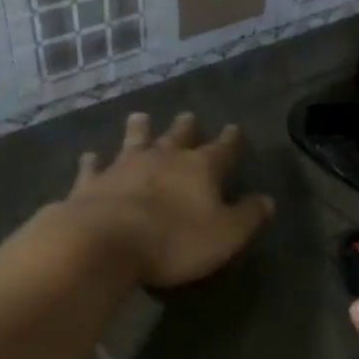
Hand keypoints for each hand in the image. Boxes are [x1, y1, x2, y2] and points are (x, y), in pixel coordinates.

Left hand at [67, 111, 275, 288]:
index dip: (231, 140)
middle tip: (188, 116)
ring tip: (140, 117)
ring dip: (139, 129)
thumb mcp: (226, 235)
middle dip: (186, 127)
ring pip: (134, 140)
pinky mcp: (92, 182)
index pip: (222, 149)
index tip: (234, 129)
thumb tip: (267, 200)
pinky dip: (93, 161)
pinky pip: (93, 167)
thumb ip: (248, 216)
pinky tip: (90, 156)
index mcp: (200, 168)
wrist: (106, 242)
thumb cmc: (175, 240)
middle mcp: (163, 158)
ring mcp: (124, 166)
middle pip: (178, 136)